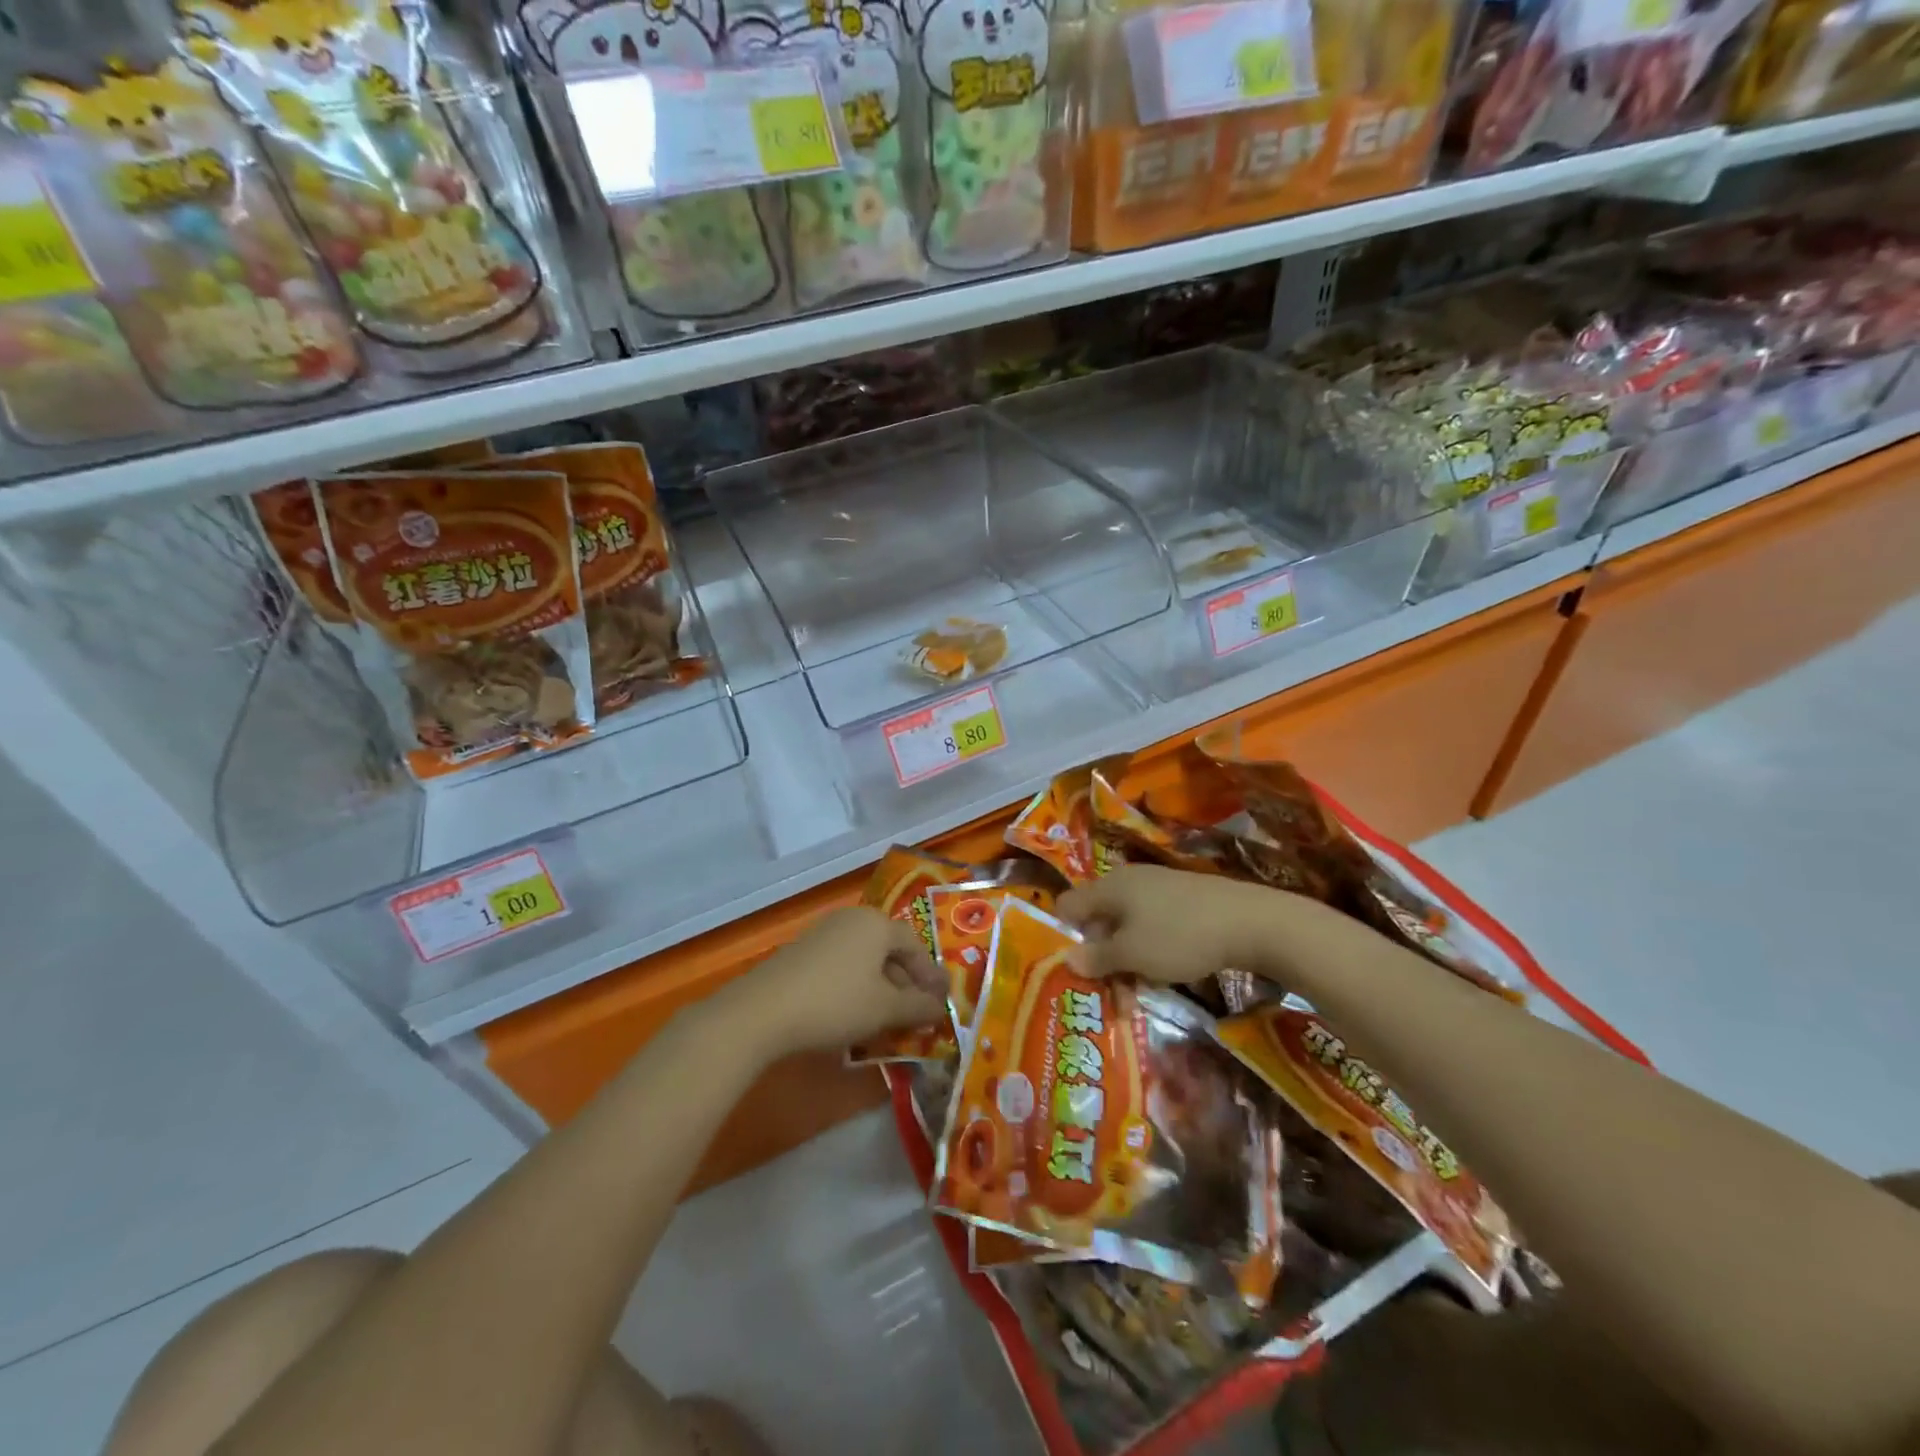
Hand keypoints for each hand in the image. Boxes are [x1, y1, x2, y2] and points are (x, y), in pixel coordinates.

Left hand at [723, 906, 944, 1060]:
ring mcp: (823, 934)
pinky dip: (856, 987)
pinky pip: (842, 965)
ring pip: (864, 959)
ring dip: (881, 987)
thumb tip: (939, 1008)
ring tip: (887, 1018)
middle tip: (917, 1012)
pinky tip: (853, 1015)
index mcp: (877, 923)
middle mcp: (852, 920)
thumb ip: (918, 1007)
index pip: (915, 945)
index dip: (930, 975)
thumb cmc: (836, 1003)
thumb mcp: (885, 1009)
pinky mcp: (801, 953)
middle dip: (906, 982)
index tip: (940, 1002)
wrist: (762, 1011)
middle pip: (889, 950)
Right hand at [1058, 864, 1299, 985]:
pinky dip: (1149, 952)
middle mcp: (1128, 881)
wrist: (1251, 922)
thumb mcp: (1133, 954)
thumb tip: (1067, 959)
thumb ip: (1097, 957)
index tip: (1071, 970)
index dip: (1063, 936)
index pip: (1067, 906)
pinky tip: (1163, 975)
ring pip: (1126, 928)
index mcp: (1109, 887)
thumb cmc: (1180, 936)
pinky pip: (1151, 927)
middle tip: (1108, 996)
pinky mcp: (1183, 901)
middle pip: (1097, 920)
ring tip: (1137, 997)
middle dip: (1099, 958)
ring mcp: (1158, 889)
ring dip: (1125, 962)